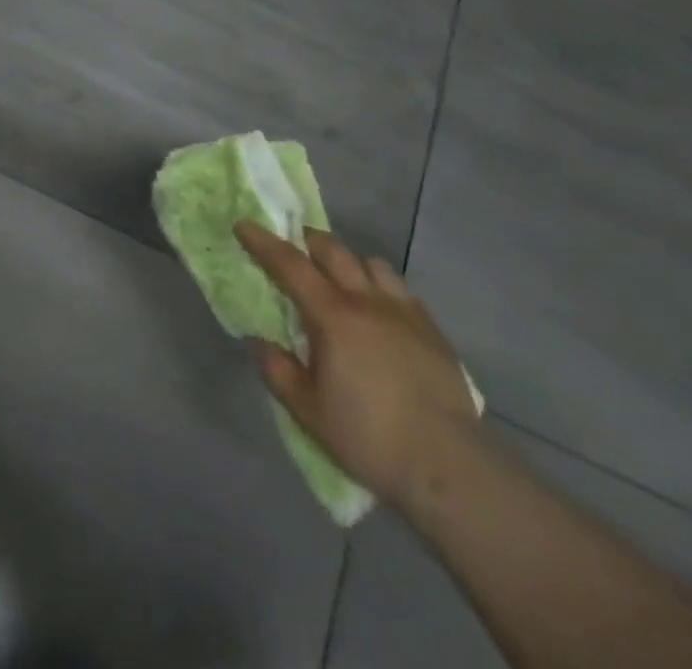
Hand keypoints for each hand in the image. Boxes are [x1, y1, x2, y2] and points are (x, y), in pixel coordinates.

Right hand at [234, 221, 477, 510]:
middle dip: (308, 240)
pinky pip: (401, 291)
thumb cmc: (369, 436)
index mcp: (332, 316)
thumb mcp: (308, 411)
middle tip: (294, 246)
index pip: (290, 265)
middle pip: (333, 251)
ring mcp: (404, 312)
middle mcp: (367, 301)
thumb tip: (259, 342)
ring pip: (372, 264)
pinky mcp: (433, 331)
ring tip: (341, 279)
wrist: (447, 465)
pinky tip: (382, 312)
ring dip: (349, 262)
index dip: (263, 242)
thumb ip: (278, 371)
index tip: (244, 225)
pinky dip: (382, 288)